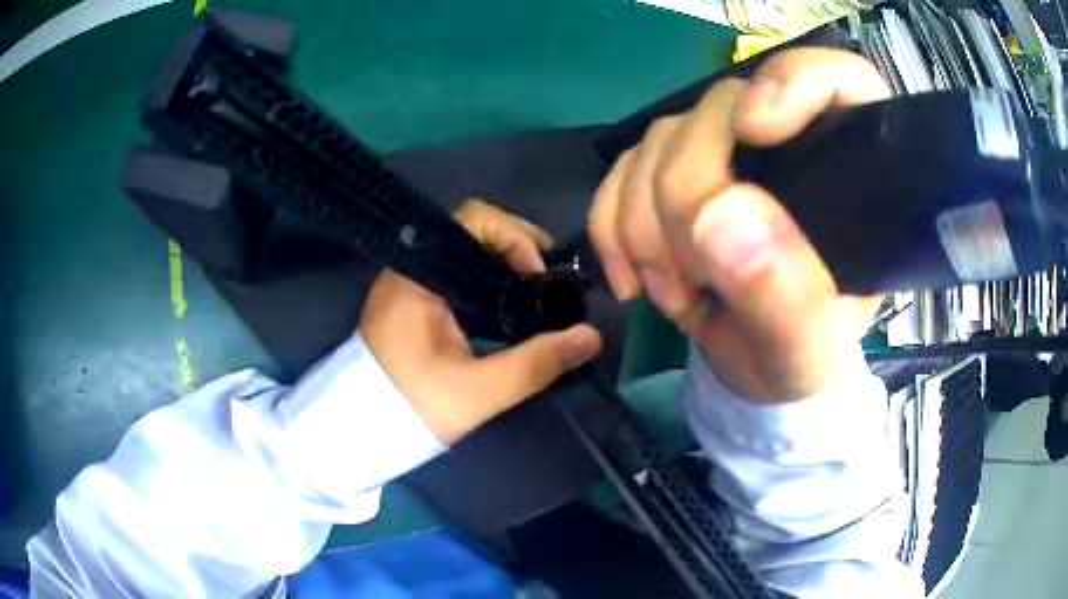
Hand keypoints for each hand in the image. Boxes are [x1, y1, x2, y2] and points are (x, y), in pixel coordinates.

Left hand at [360, 199, 602, 443]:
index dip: (516, 236)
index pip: (473, 219)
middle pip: (470, 230)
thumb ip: (536, 364)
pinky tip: (504, 304)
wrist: (360, 429)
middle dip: (515, 247)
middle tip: (548, 279)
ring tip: (534, 291)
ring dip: (501, 263)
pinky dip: (484, 278)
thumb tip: (590, 337)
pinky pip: (453, 272)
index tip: (541, 274)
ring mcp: (405, 282)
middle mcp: (409, 268)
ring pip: (463, 251)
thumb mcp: (479, 392)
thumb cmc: (413, 407)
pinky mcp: (408, 300)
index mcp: (419, 275)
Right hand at [588, 49, 886, 403]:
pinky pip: (621, 170)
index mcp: (847, 171)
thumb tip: (719, 215)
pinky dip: (613, 226)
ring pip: (660, 139)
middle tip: (696, 280)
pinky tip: (634, 279)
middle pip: (720, 110)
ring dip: (648, 226)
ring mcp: (722, 153)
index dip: (793, 84)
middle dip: (688, 198)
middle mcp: (786, 142)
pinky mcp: (672, 171)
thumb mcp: (807, 345)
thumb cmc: (801, 354)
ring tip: (678, 294)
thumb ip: (783, 291)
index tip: (756, 131)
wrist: (755, 370)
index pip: (837, 80)